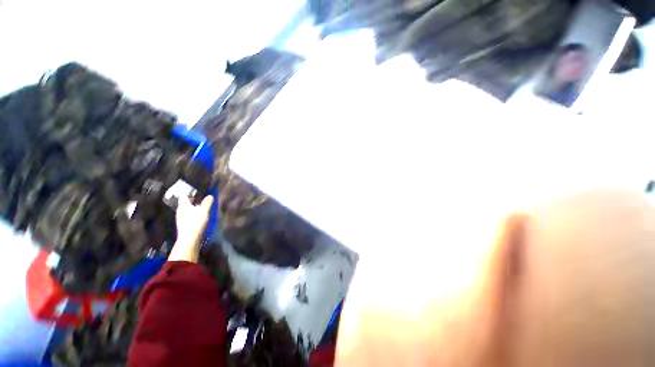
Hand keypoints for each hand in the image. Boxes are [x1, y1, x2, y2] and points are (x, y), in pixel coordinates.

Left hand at [168, 195, 213, 262]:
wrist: (189, 238)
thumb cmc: (196, 222)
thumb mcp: (204, 211)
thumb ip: (207, 203)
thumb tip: (210, 196)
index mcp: (184, 206)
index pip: (184, 196)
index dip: (189, 193)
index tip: (195, 191)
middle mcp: (180, 211)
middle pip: (184, 203)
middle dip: (191, 200)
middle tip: (199, 198)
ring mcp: (181, 218)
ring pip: (186, 210)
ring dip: (191, 208)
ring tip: (199, 207)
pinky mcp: (183, 225)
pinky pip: (187, 216)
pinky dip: (192, 214)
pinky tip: (196, 216)